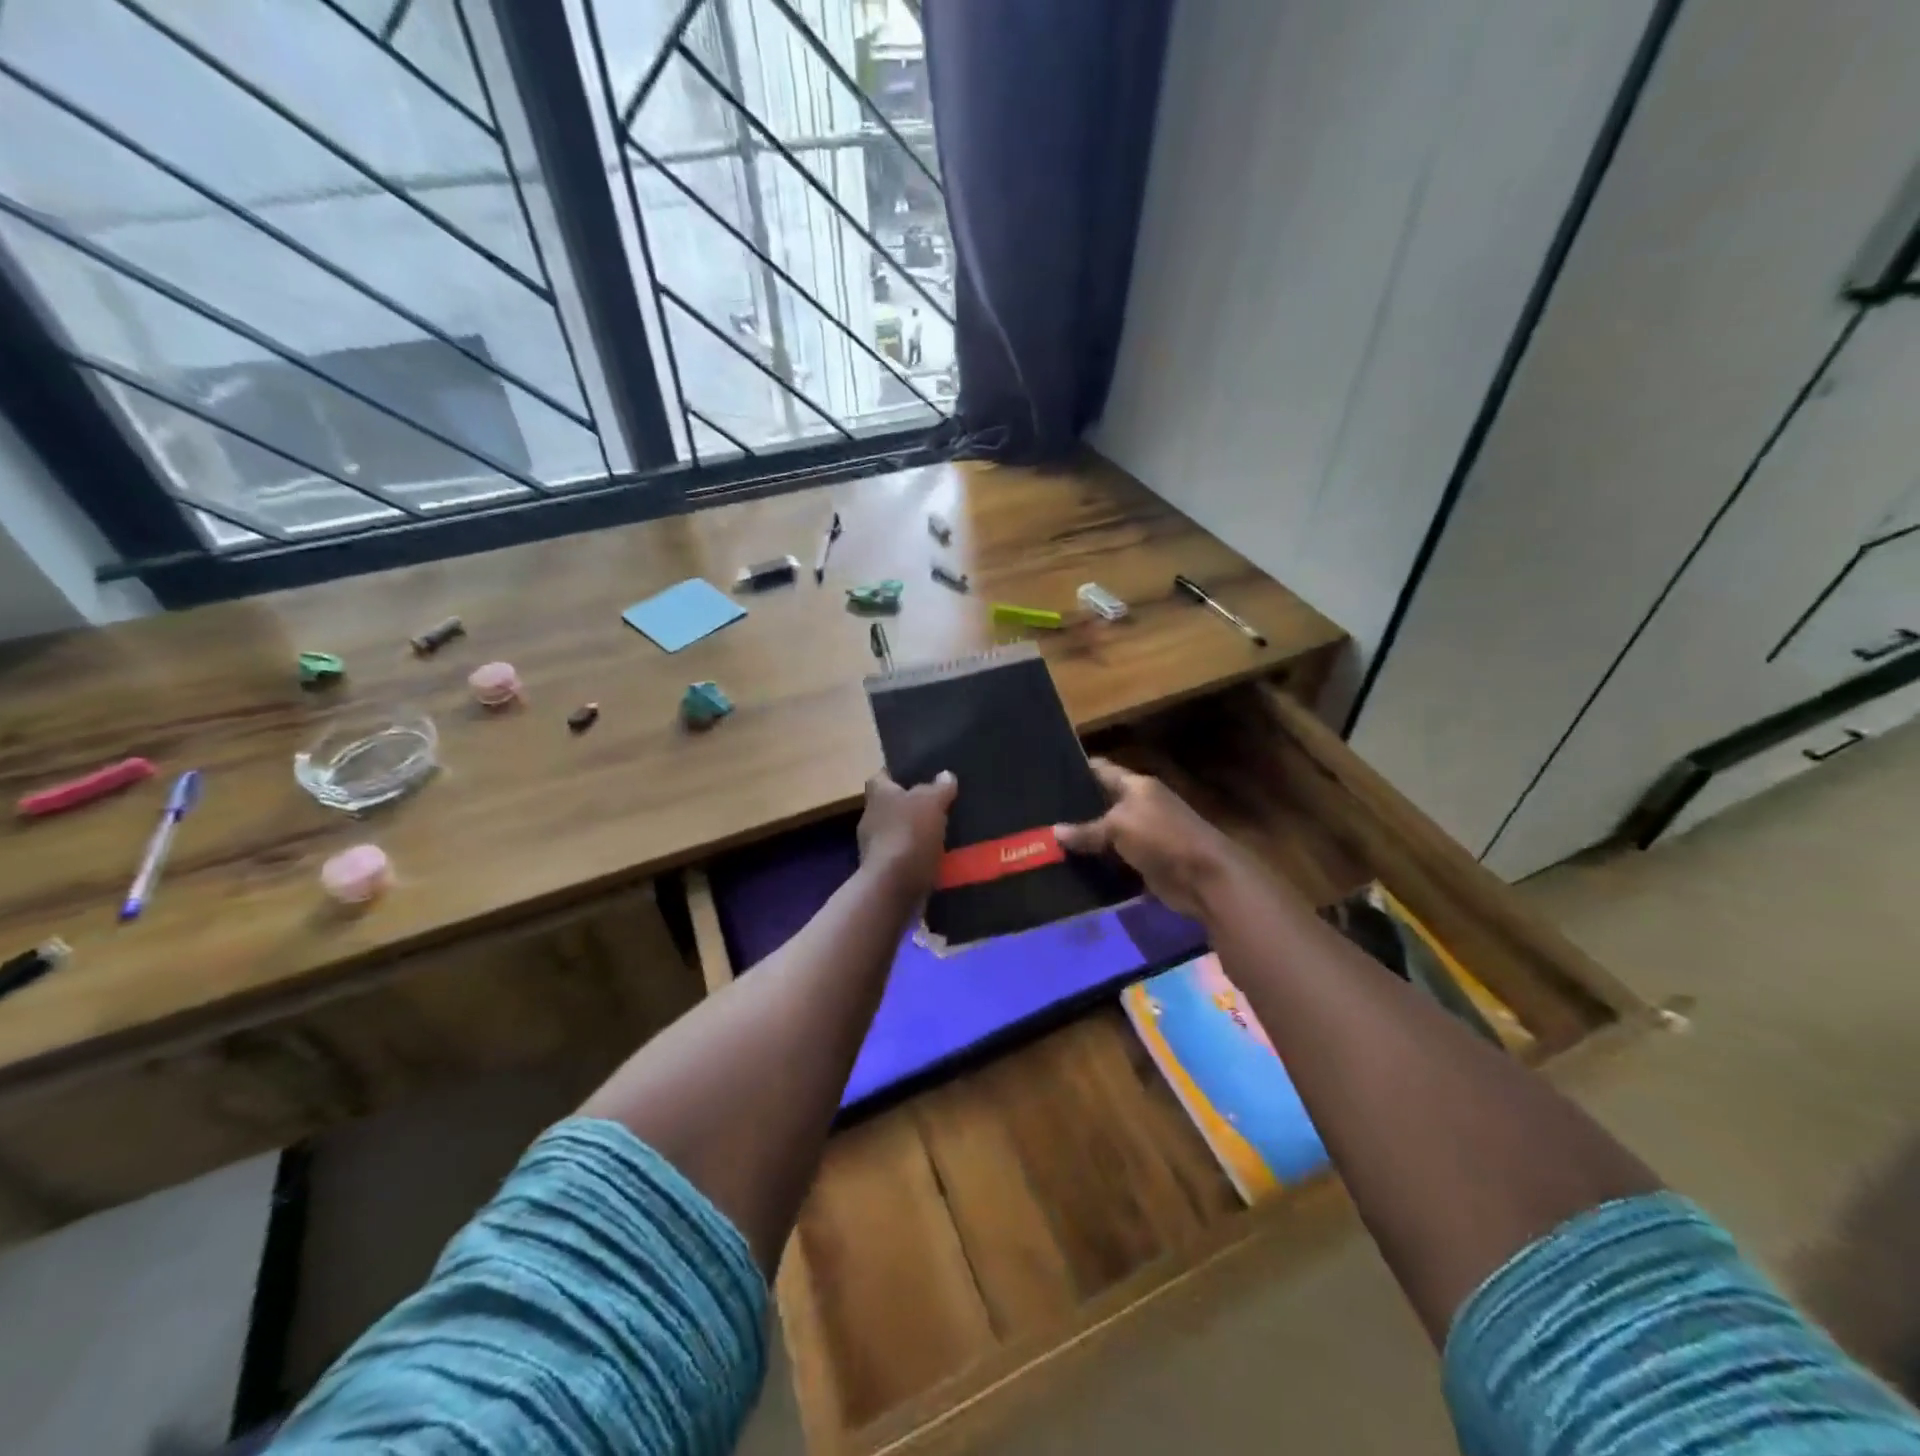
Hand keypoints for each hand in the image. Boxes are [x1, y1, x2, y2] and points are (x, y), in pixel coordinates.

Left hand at [857, 770, 956, 898]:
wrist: (894, 887)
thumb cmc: (909, 834)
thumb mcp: (931, 802)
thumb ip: (939, 787)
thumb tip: (945, 775)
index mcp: (877, 794)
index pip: (882, 775)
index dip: (899, 773)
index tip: (920, 774)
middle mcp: (871, 817)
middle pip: (892, 804)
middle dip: (913, 805)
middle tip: (941, 803)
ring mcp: (875, 847)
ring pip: (900, 832)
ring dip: (918, 832)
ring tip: (946, 831)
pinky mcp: (884, 871)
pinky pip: (905, 856)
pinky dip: (919, 856)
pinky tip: (940, 857)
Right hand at [1054, 759, 1243, 919]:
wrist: (1203, 878)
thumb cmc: (1162, 837)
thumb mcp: (1118, 827)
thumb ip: (1086, 830)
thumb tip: (1054, 832)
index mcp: (1137, 786)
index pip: (1102, 770)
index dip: (1077, 770)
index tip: (1046, 775)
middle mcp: (1141, 806)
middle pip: (1102, 803)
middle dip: (1075, 809)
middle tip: (1041, 814)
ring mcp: (1144, 835)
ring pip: (1106, 834)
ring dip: (1084, 840)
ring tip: (1047, 841)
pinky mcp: (1145, 862)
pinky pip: (1114, 860)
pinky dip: (1098, 864)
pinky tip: (1070, 866)